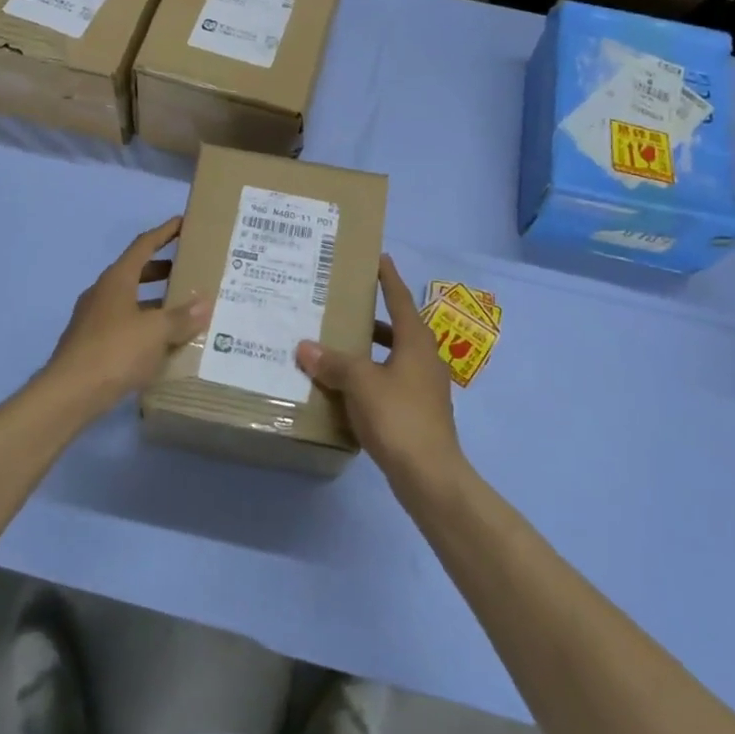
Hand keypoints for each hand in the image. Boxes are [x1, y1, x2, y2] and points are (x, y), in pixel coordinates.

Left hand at [39, 217, 210, 416]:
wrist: (69, 393)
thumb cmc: (115, 351)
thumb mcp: (156, 332)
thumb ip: (181, 317)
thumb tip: (205, 303)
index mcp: (117, 279)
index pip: (144, 245)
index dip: (165, 232)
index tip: (183, 222)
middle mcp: (103, 292)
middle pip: (136, 271)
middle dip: (162, 269)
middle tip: (189, 270)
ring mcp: (94, 318)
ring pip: (130, 300)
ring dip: (154, 300)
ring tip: (182, 308)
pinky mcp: (92, 343)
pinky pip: (124, 324)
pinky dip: (144, 324)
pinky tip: (161, 341)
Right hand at [296, 255, 464, 486]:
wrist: (430, 475)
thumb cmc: (398, 417)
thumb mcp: (360, 383)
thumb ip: (333, 362)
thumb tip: (305, 346)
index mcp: (416, 342)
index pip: (400, 299)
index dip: (388, 278)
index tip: (379, 258)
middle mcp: (425, 358)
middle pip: (398, 328)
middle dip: (373, 316)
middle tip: (345, 305)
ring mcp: (425, 387)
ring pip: (394, 357)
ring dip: (370, 350)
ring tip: (339, 346)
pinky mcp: (418, 412)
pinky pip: (391, 382)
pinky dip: (371, 377)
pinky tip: (348, 388)